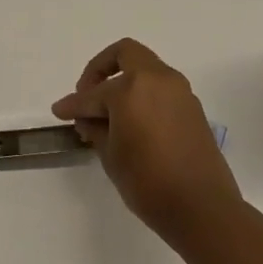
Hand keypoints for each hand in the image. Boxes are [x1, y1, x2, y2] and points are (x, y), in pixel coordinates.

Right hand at [52, 39, 241, 243]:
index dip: (73, 104)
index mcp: (133, 88)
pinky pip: (160, 89)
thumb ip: (96, 129)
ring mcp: (180, 92)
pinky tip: (131, 123)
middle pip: (125, 54)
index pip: (94, 93)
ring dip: (124, 82)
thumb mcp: (111, 156)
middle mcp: (158, 80)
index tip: (59, 112)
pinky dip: (142, 95)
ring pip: (145, 70)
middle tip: (88, 95)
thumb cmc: (148, 182)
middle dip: (101, 69)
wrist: (203, 209)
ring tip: (107, 114)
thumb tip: (88, 118)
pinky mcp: (192, 108)